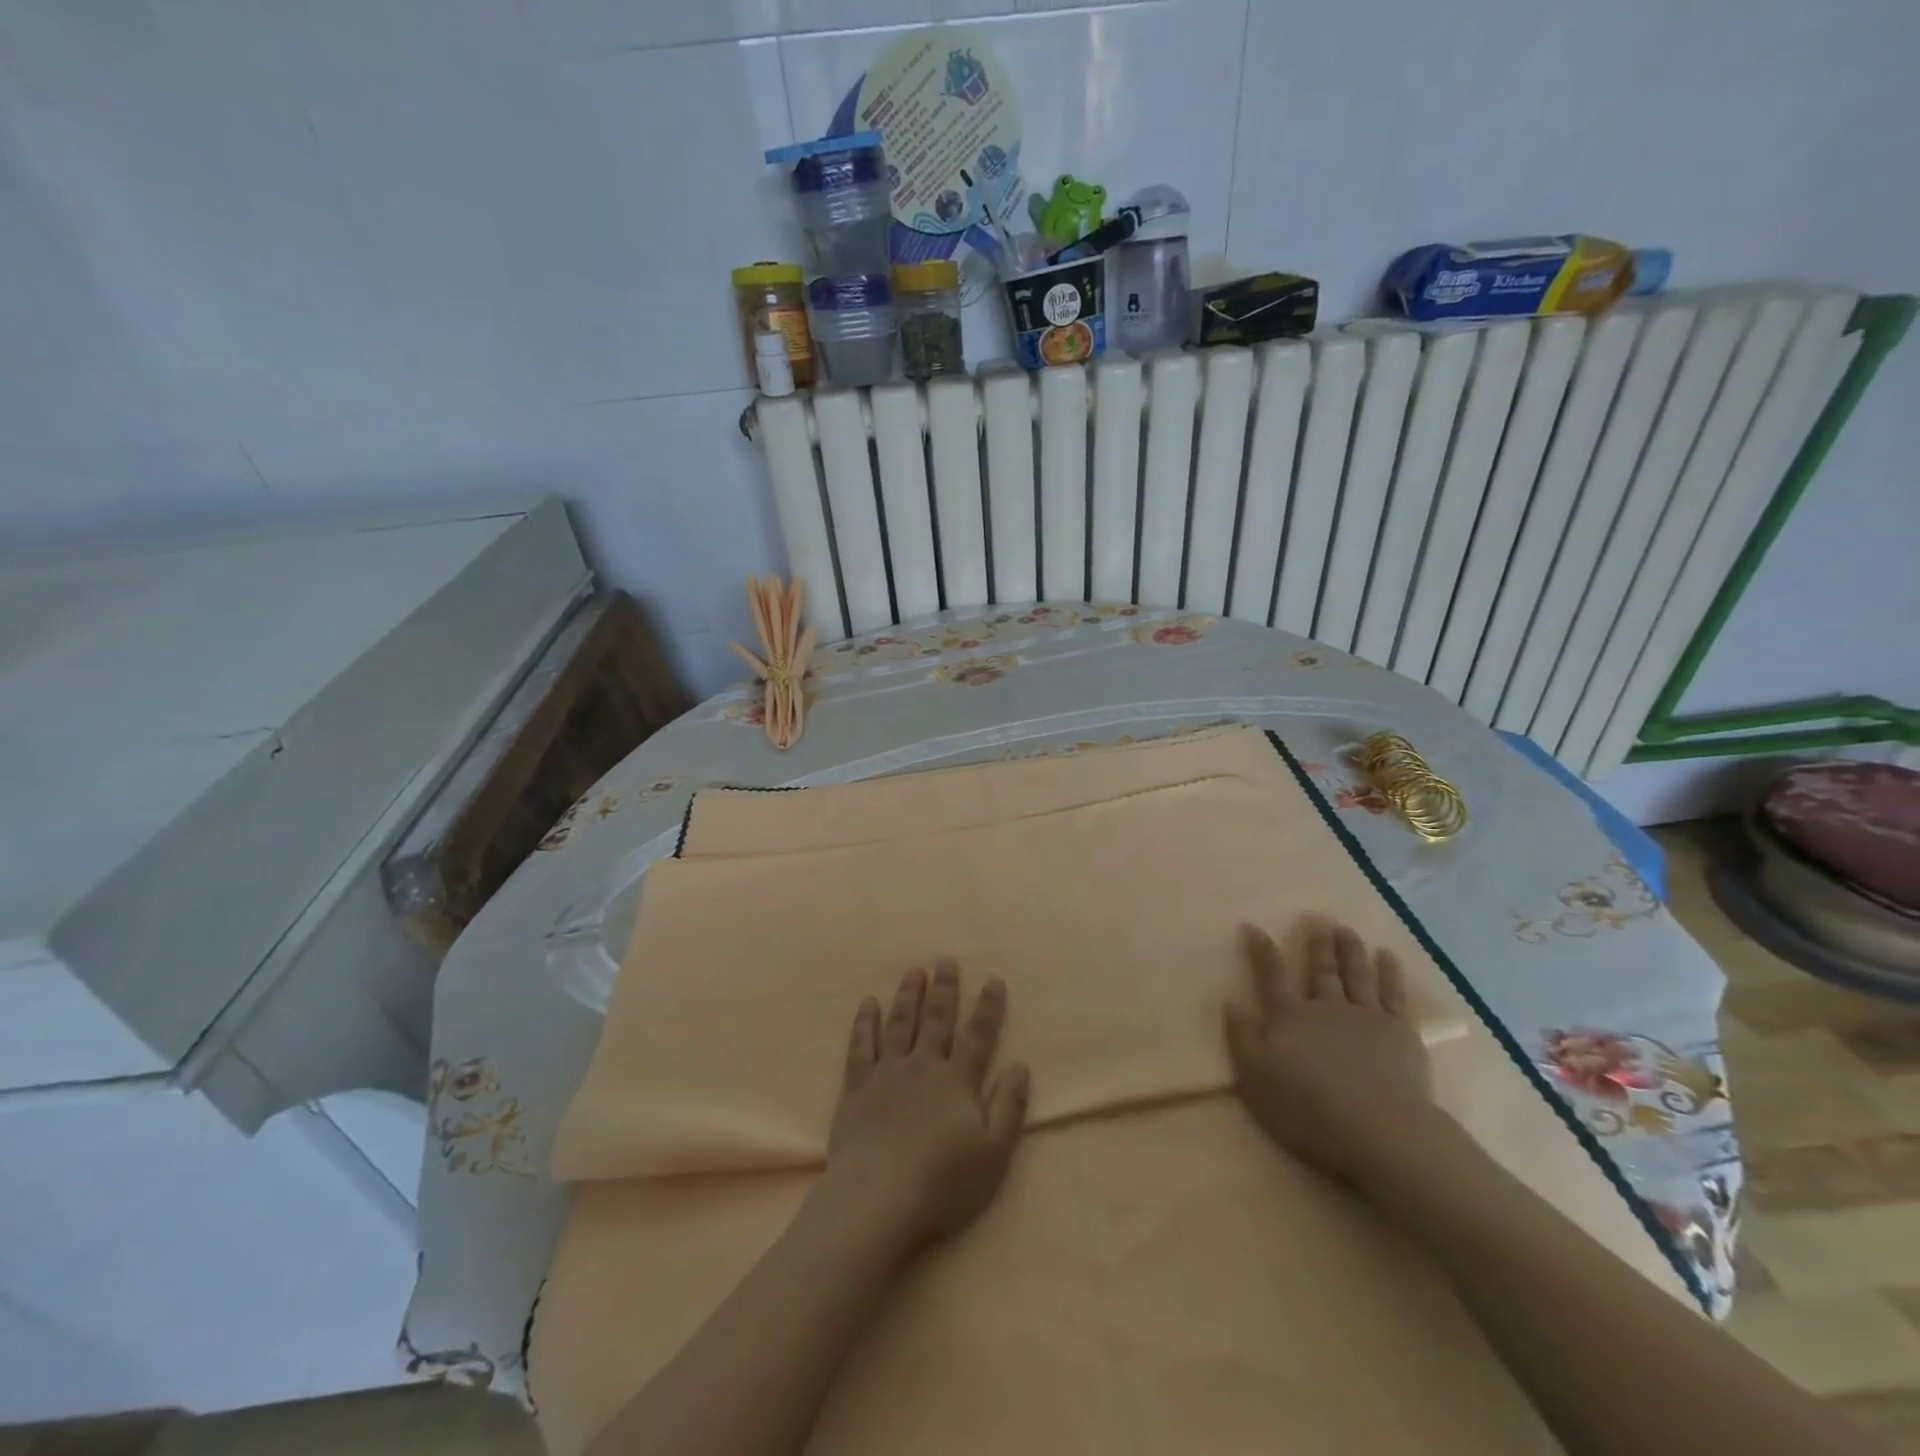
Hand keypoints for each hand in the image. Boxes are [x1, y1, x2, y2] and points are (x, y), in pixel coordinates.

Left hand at [823, 961, 1030, 1253]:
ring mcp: (887, 1074)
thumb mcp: (993, 1154)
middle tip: (945, 960)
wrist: (877, 1200)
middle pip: (936, 1020)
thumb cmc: (942, 1184)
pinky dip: (865, 1023)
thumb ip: (1009, 1107)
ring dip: (907, 996)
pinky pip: (861, 1047)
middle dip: (944, 989)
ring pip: (899, 1024)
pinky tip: (868, 1004)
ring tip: (913, 971)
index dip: (987, 1007)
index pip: (978, 1036)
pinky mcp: (856, 1089)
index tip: (993, 979)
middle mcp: (923, 1067)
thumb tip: (1020, 1065)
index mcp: (958, 1082)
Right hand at [1223, 917, 1434, 1187]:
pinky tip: (1387, 956)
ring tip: (1346, 930)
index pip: (1271, 975)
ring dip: (1349, 950)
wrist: (1377, 1129)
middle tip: (1315, 917)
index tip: (1254, 926)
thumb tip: (1231, 1000)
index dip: (1262, 950)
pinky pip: (1393, 994)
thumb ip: (1242, 1037)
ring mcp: (1365, 1016)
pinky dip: (1390, 972)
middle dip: (1315, 943)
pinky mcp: (1399, 1032)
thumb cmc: (1307, 1109)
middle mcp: (1325, 1007)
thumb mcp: (1256, 1078)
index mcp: (1289, 1018)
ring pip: (1355, 974)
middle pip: (1319, 970)